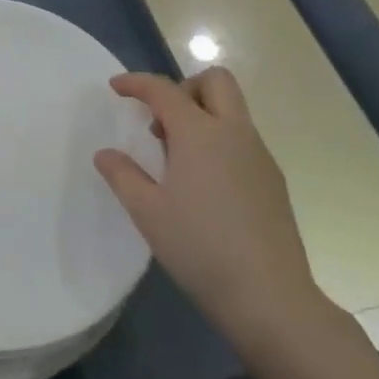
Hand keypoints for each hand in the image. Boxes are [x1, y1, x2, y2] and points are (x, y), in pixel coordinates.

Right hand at [94, 68, 334, 361]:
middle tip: (161, 120)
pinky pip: (243, 139)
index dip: (137, 83)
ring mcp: (259, 155)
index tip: (116, 87)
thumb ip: (122, 175)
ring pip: (233, 110)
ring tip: (177, 157)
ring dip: (203, 114)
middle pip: (215, 81)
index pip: (164, 90)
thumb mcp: (147, 212)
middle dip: (184, 87)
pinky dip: (219, 141)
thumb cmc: (200, 248)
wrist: (270, 297)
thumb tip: (105, 154)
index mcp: (199, 133)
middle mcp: (234, 133)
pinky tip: (205, 183)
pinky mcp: (273, 180)